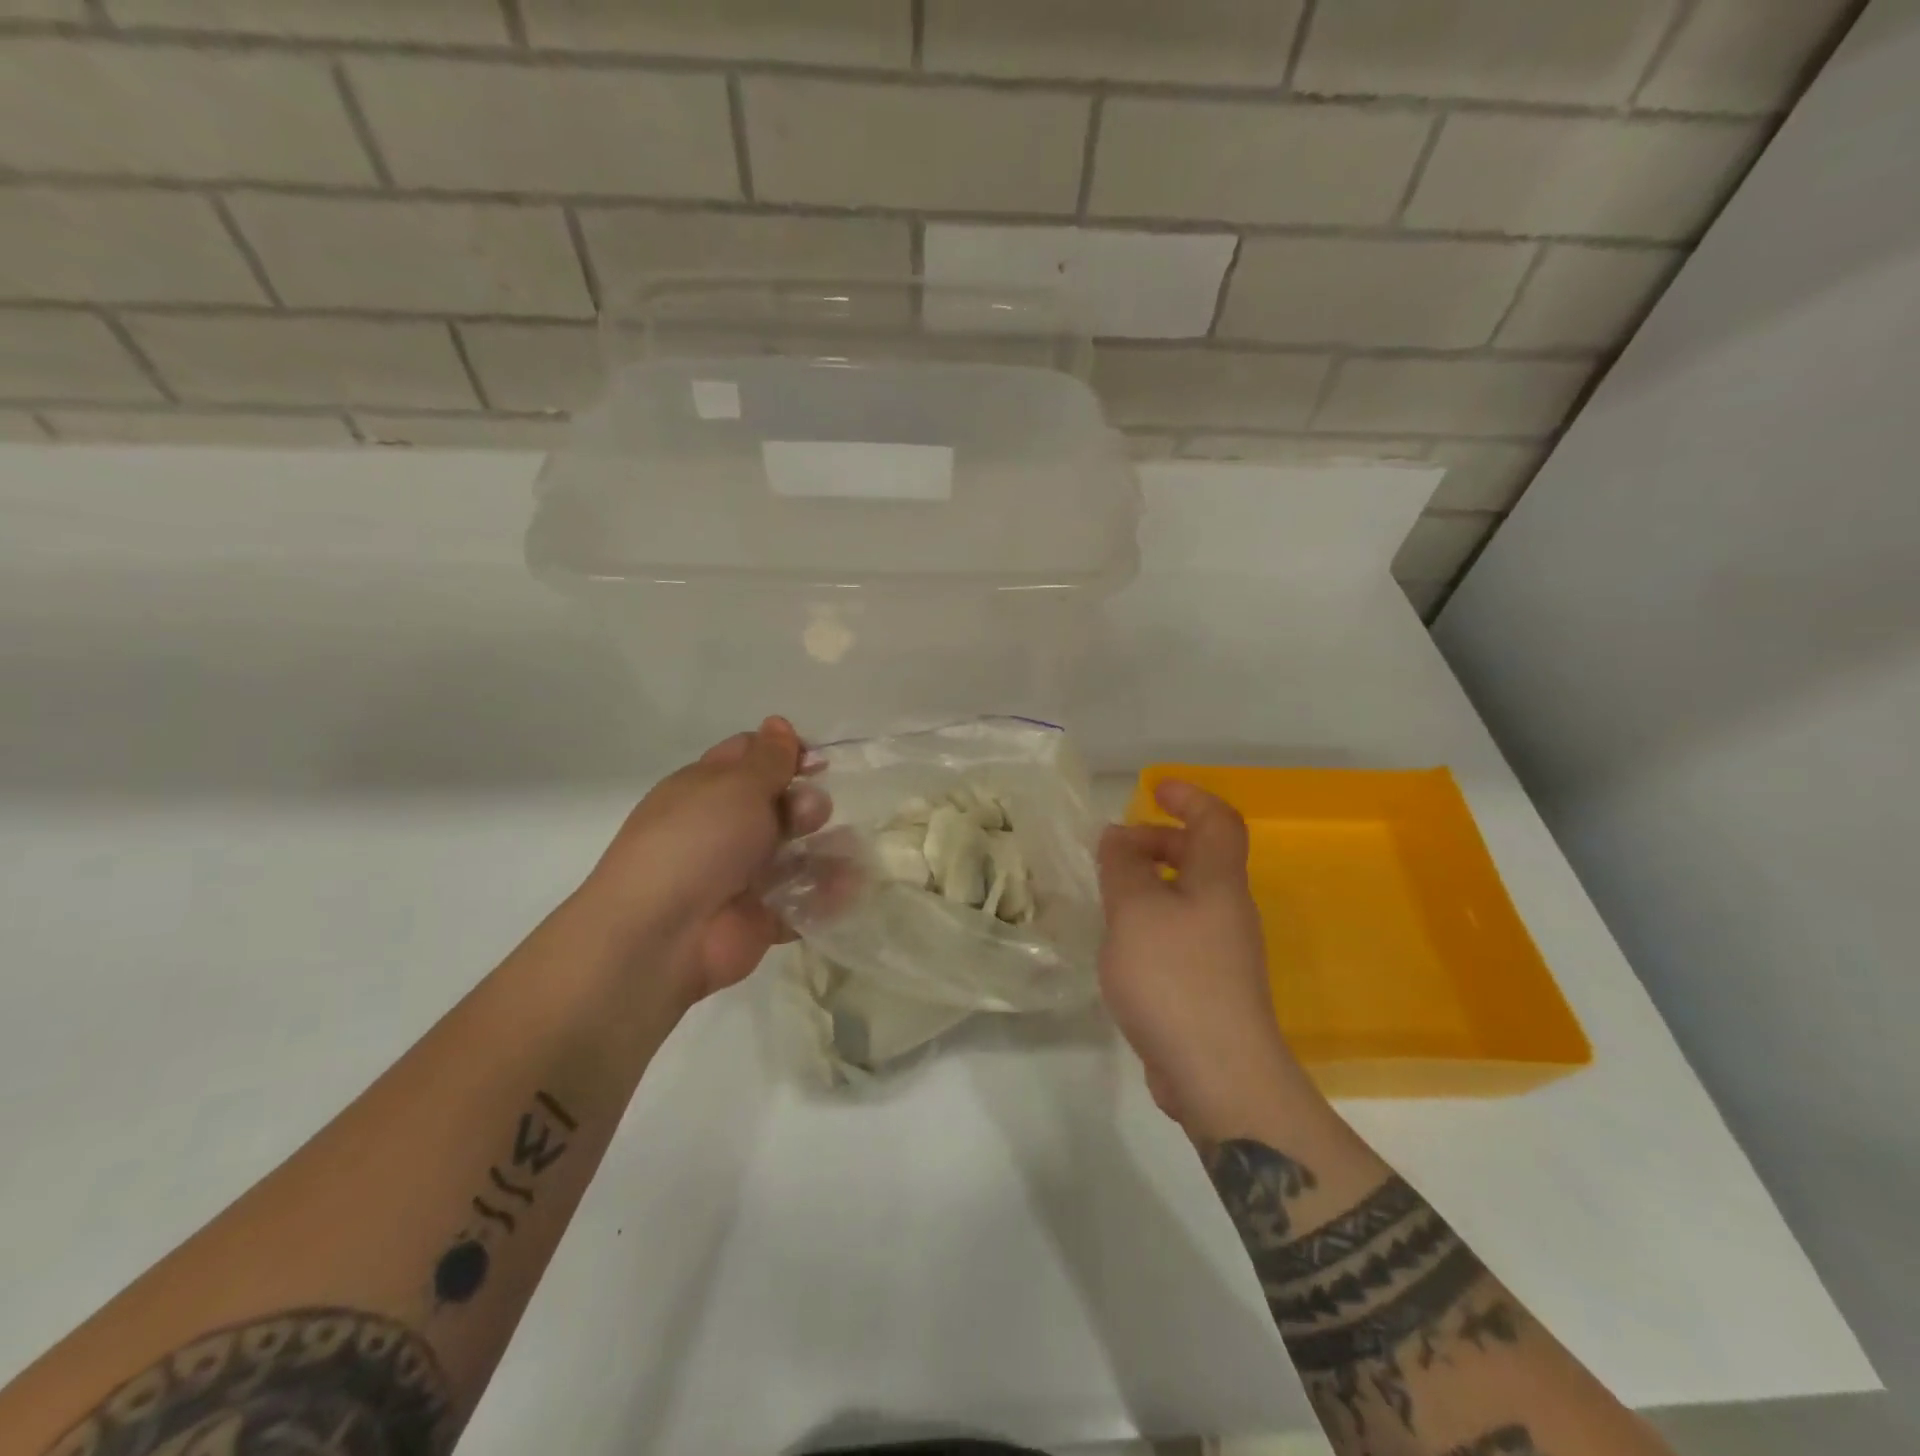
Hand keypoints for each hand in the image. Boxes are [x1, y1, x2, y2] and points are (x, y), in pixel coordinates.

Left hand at [577, 717, 829, 1003]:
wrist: (664, 934)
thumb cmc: (699, 841)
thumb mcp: (737, 785)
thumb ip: (769, 758)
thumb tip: (779, 723)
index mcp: (707, 788)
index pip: (750, 758)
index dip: (785, 753)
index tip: (817, 760)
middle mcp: (724, 828)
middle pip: (780, 805)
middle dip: (806, 804)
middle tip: (811, 814)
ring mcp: (743, 875)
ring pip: (796, 854)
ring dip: (825, 850)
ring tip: (843, 854)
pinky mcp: (761, 917)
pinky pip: (802, 901)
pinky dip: (825, 896)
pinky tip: (846, 888)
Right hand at [1097, 781, 1306, 1142]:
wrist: (1218, 1074)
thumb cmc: (1174, 978)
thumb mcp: (1135, 911)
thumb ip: (1123, 867)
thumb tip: (1118, 836)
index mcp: (1218, 882)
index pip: (1218, 821)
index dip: (1189, 797)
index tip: (1153, 789)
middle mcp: (1228, 910)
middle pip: (1202, 857)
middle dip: (1159, 840)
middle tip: (1115, 847)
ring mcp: (1222, 951)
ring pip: (1188, 897)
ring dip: (1151, 883)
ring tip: (1108, 893)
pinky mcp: (1209, 986)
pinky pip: (1180, 932)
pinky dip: (1151, 920)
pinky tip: (1122, 942)